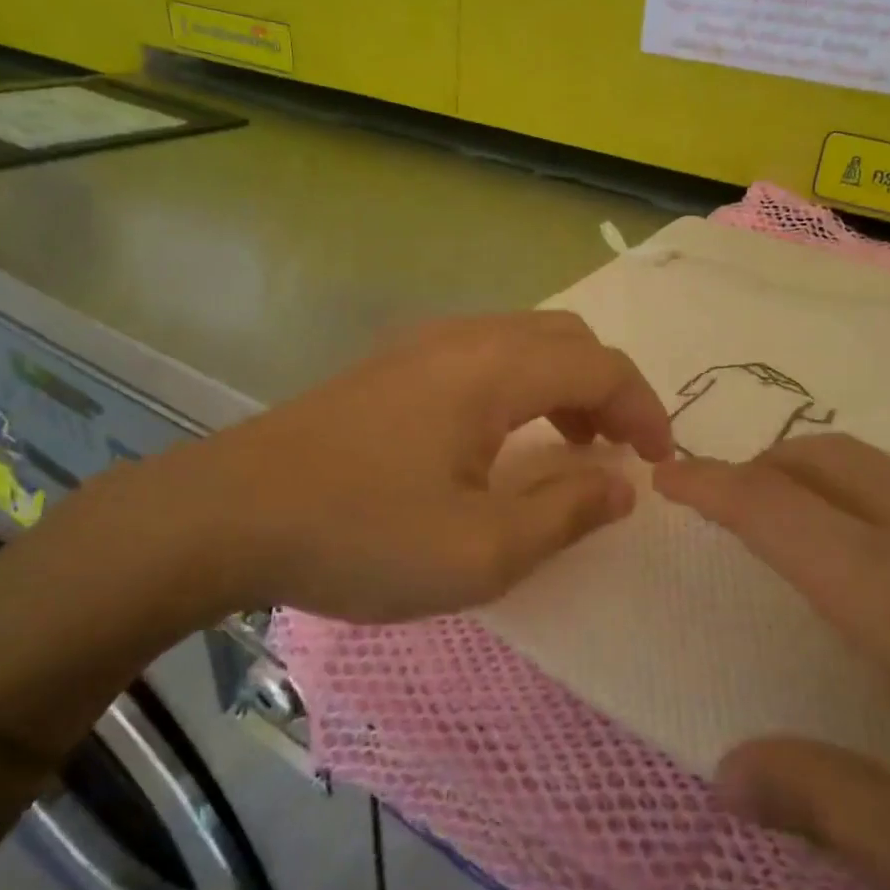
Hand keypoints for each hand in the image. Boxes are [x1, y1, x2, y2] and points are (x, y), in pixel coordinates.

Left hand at [150, 312, 671, 624]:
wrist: (227, 516)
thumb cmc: (361, 535)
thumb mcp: (481, 550)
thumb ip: (566, 513)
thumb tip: (621, 484)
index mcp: (493, 370)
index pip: (600, 367)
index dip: (645, 410)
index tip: (662, 462)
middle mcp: (464, 339)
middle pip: (566, 340)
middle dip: (609, 392)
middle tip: (617, 454)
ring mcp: (421, 348)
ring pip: (524, 343)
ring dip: (565, 387)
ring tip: (571, 447)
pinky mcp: (390, 368)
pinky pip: (484, 357)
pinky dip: (522, 388)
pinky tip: (502, 441)